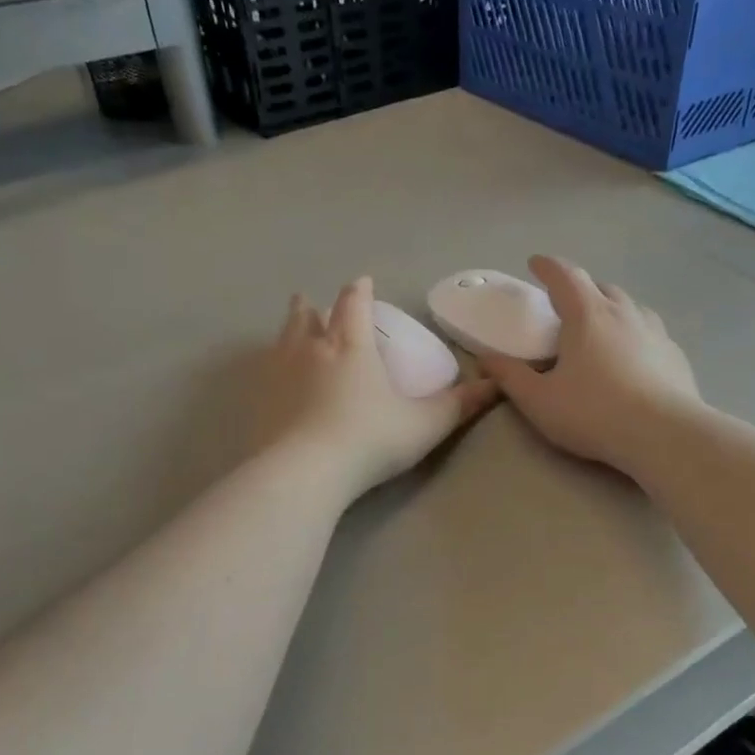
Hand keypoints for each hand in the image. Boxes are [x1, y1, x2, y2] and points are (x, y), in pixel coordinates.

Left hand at [251, 277, 496, 502]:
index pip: (355, 305)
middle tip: (314, 302)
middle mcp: (311, 348)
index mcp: (352, 346)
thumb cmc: (370, 441)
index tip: (362, 283)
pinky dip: (271, 363)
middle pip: (309, 315)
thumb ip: (459, 405)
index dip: (360, 291)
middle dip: (314, 306)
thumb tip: (496, 385)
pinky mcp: (259, 399)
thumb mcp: (425, 425)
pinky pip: (263, 370)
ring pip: (282, 336)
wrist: (305, 472)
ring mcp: (279, 372)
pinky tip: (271, 375)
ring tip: (293, 324)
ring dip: (290, 326)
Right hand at [478, 255, 700, 471]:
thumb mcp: (539, 401)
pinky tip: (633, 357)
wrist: (665, 435)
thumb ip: (510, 377)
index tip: (535, 263)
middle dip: (580, 289)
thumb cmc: (594, 413)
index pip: (564, 276)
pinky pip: (650, 332)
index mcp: (587, 315)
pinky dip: (634, 333)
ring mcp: (655, 331)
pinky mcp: (675, 354)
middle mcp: (624, 313)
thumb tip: (486, 358)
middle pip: (600, 286)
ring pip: (630, 306)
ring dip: (611, 308)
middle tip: (566, 305)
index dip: (547, 266)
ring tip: (601, 327)